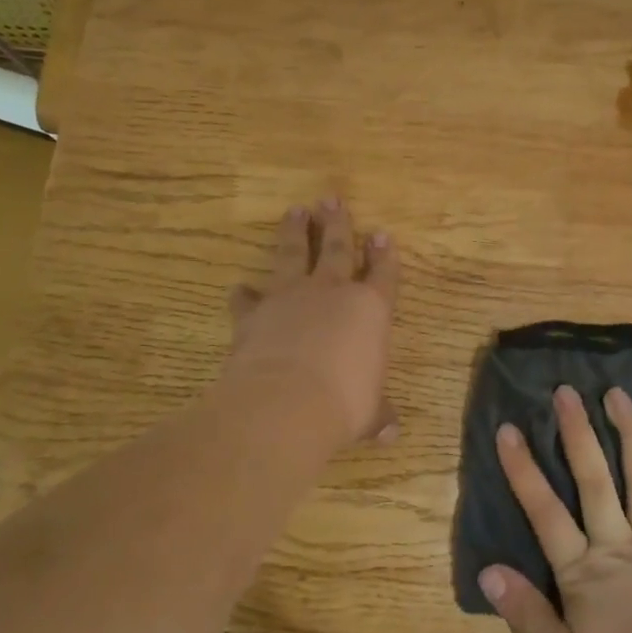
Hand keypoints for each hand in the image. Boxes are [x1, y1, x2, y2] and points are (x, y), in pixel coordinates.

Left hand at [222, 198, 399, 447]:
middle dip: (337, 223)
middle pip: (337, 248)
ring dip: (294, 233)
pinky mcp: (254, 313)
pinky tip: (240, 287)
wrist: (283, 404)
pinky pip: (249, 298)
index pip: (383, 274)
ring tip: (295, 211)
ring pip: (292, 255)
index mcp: (369, 310)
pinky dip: (244, 294)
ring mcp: (290, 298)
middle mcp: (330, 293)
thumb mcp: (368, 414)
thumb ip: (378, 415)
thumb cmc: (342, 405)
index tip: (382, 234)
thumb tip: (391, 433)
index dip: (384, 255)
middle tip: (332, 199)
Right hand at [481, 384, 631, 632]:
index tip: (508, 429)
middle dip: (577, 433)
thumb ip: (526, 614)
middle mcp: (617, 543)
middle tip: (565, 390)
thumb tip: (487, 571)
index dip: (524, 470)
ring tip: (616, 394)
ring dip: (626, 433)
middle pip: (593, 479)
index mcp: (583, 571)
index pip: (545, 512)